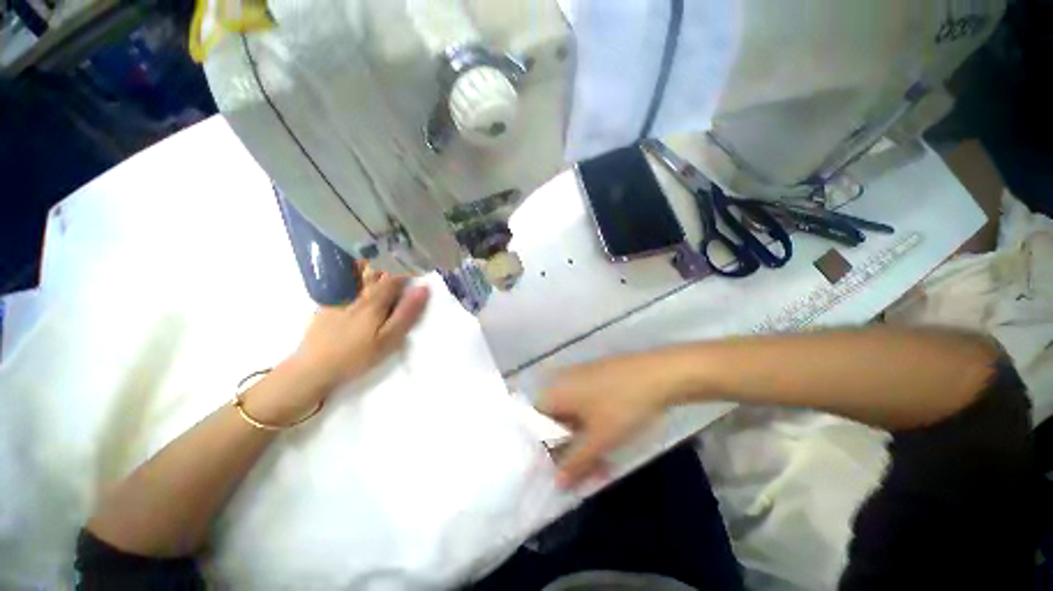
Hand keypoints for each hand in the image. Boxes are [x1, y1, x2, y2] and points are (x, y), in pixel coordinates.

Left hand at [295, 266, 430, 389]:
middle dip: (391, 258)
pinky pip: (345, 276)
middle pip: (376, 267)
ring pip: (359, 268)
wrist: (313, 367)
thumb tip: (423, 289)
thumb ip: (406, 313)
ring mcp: (340, 294)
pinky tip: (359, 266)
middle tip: (404, 252)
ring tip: (384, 254)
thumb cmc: (357, 355)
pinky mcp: (329, 299)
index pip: (396, 274)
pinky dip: (356, 267)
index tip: (420, 260)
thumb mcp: (389, 339)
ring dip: (373, 259)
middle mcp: (357, 291)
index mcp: (374, 299)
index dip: (409, 265)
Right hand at [537, 352, 684, 487]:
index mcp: (554, 392)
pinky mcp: (596, 378)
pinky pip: (585, 406)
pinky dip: (591, 427)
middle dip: (567, 451)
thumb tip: (556, 483)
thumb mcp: (599, 439)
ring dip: (582, 442)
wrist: (657, 374)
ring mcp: (580, 378)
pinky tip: (607, 441)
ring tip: (600, 466)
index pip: (535, 424)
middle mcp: (562, 382)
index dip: (542, 449)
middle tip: (582, 475)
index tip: (553, 472)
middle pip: (555, 422)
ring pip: (572, 416)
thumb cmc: (622, 406)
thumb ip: (575, 463)